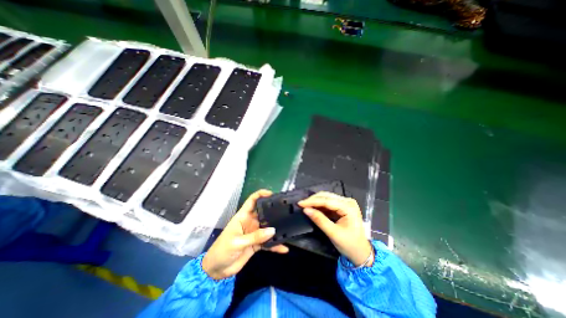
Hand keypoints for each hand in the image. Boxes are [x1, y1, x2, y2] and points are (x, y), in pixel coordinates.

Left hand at [202, 189, 288, 278]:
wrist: (217, 270)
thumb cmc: (222, 250)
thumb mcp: (237, 242)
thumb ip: (255, 236)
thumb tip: (272, 230)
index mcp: (243, 216)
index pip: (252, 200)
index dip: (261, 194)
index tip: (272, 194)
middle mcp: (250, 222)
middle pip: (263, 213)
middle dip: (273, 211)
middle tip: (286, 211)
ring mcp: (254, 233)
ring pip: (268, 228)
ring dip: (276, 229)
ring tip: (288, 228)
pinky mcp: (257, 244)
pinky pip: (268, 242)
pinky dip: (275, 245)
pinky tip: (284, 248)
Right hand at [298, 192, 374, 266]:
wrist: (361, 252)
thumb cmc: (350, 244)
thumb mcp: (333, 233)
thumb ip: (319, 220)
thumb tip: (306, 210)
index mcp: (348, 207)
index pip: (327, 201)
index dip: (312, 201)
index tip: (300, 203)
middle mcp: (348, 201)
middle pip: (326, 196)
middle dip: (313, 200)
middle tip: (301, 204)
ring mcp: (346, 203)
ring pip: (326, 198)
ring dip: (316, 202)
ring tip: (305, 206)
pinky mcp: (342, 206)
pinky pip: (328, 203)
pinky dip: (320, 206)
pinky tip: (313, 208)